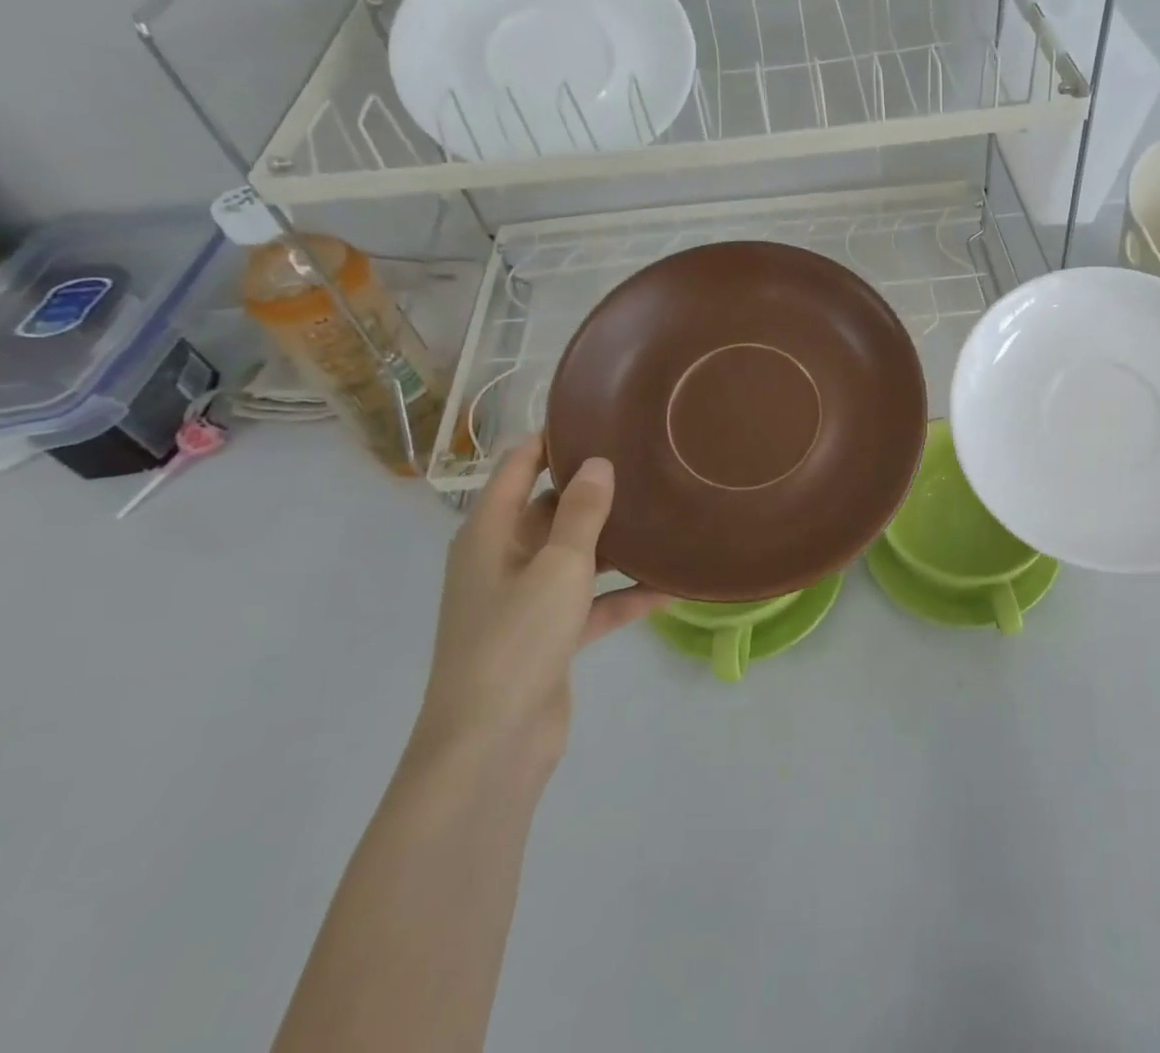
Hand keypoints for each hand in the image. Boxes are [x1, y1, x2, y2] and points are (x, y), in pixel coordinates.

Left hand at [414, 436, 668, 770]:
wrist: (491, 745)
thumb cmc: (516, 639)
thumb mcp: (557, 565)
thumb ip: (582, 512)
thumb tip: (597, 462)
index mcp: (489, 534)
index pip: (518, 468)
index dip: (551, 439)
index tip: (598, 416)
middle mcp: (503, 559)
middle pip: (551, 509)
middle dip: (594, 489)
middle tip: (648, 463)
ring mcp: (525, 600)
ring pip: (576, 555)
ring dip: (614, 543)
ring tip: (665, 515)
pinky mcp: (548, 636)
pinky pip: (591, 602)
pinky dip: (622, 595)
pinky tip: (669, 586)